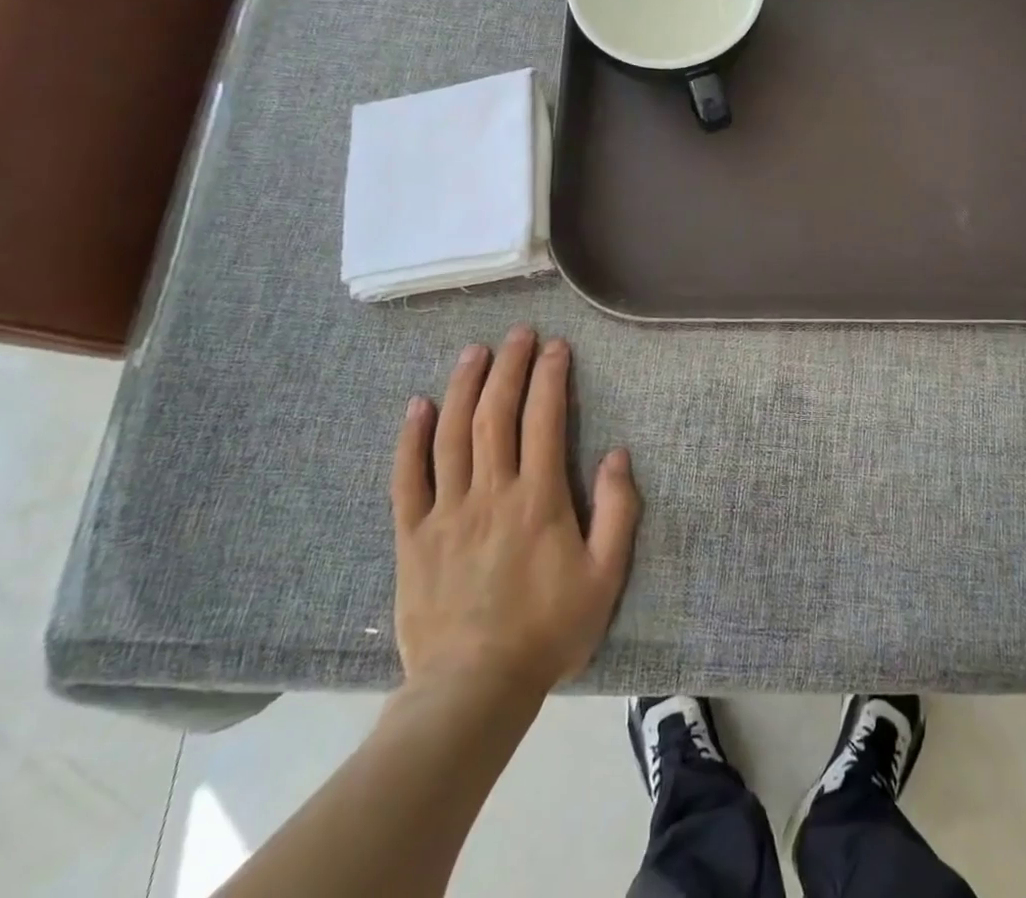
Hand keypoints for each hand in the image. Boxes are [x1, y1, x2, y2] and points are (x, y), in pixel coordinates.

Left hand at [389, 326, 640, 700]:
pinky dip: (411, 438)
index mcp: (538, 499)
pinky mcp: (412, 536)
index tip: (556, 346)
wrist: (471, 692)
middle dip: (508, 367)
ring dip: (464, 386)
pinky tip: (418, 406)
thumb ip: (618, 512)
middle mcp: (490, 493)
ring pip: (452, 435)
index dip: (550, 377)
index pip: (544, 420)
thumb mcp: (605, 577)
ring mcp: (446, 513)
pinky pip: (407, 478)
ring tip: (475, 351)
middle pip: (495, 415)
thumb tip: (618, 455)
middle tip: (517, 334)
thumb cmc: (547, 632)